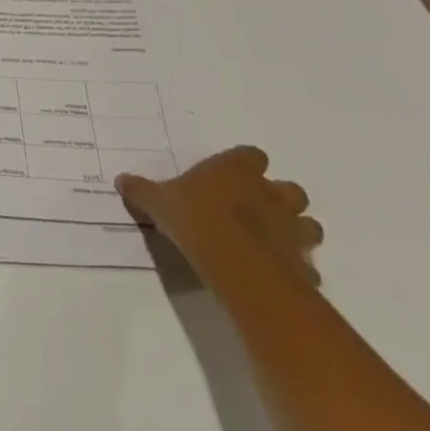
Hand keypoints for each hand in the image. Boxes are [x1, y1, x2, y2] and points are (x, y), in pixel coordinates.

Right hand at [115, 146, 322, 292]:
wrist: (237, 264)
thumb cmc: (195, 219)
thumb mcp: (158, 201)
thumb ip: (142, 190)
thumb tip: (121, 180)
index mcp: (237, 171)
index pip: (252, 155)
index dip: (244, 165)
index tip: (230, 176)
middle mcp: (270, 194)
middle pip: (290, 189)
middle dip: (278, 198)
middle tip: (255, 210)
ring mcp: (292, 229)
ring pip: (308, 224)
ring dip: (295, 231)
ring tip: (271, 242)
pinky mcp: (302, 263)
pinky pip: (305, 265)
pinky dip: (296, 268)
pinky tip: (276, 274)